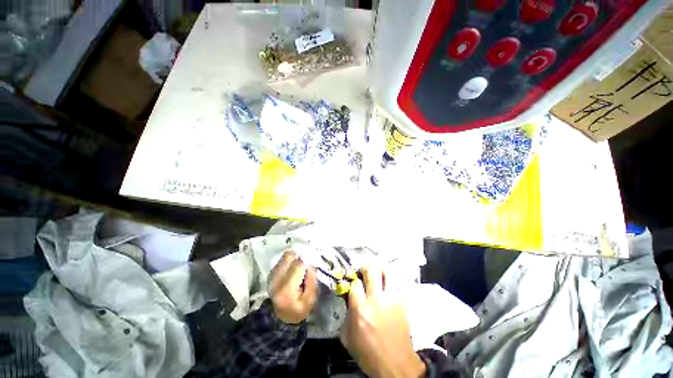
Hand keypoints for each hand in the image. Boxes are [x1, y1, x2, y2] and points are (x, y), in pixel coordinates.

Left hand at [268, 250, 317, 323]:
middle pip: (289, 256)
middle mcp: (276, 279)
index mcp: (286, 289)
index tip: (309, 270)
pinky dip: (289, 261)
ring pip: (285, 256)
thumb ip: (312, 280)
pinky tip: (292, 270)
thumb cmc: (299, 308)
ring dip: (294, 259)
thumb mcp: (311, 299)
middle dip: (299, 258)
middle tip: (304, 267)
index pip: (298, 265)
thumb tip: (310, 264)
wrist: (281, 316)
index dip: (306, 264)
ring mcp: (271, 275)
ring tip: (298, 269)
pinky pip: (282, 260)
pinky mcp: (271, 273)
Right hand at [340, 268, 425, 377]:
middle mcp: (376, 300)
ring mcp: (392, 299)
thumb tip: (348, 298)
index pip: (355, 283)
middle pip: (371, 270)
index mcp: (360, 309)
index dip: (353, 281)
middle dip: (365, 268)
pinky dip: (391, 281)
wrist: (396, 365)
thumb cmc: (369, 354)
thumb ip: (346, 314)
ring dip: (380, 269)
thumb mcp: (348, 337)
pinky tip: (388, 286)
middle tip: (364, 273)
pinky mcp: (403, 302)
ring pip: (387, 271)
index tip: (354, 284)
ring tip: (377, 274)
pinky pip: (397, 282)